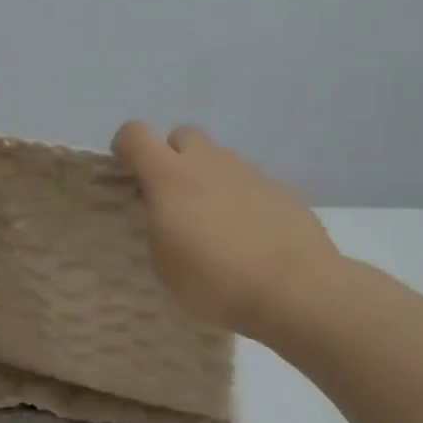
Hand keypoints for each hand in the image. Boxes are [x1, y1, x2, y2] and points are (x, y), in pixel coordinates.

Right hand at [110, 121, 339, 341]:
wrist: (296, 289)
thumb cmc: (216, 282)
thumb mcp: (165, 266)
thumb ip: (158, 228)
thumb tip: (168, 217)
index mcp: (170, 177)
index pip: (135, 133)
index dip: (125, 147)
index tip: (128, 173)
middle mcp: (209, 162)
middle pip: (182, 135)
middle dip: (172, 157)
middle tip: (173, 199)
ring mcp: (249, 172)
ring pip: (219, 159)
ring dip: (209, 179)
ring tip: (214, 225)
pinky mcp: (281, 188)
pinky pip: (249, 183)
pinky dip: (241, 199)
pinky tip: (248, 236)